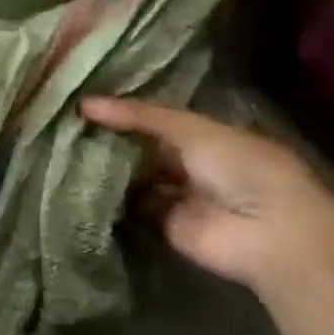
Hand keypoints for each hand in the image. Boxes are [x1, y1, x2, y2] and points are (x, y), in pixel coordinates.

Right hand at [81, 97, 333, 296]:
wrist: (267, 231)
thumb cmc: (239, 166)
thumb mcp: (190, 129)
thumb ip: (140, 116)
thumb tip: (86, 103)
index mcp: (207, 135)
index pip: (159, 118)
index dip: (126, 111)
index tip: (87, 102)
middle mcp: (193, 164)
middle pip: (146, 149)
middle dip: (113, 139)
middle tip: (68, 126)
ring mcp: (180, 196)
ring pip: (138, 179)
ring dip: (109, 169)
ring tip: (66, 151)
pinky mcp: (167, 227)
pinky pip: (134, 210)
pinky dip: (112, 201)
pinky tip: (78, 184)